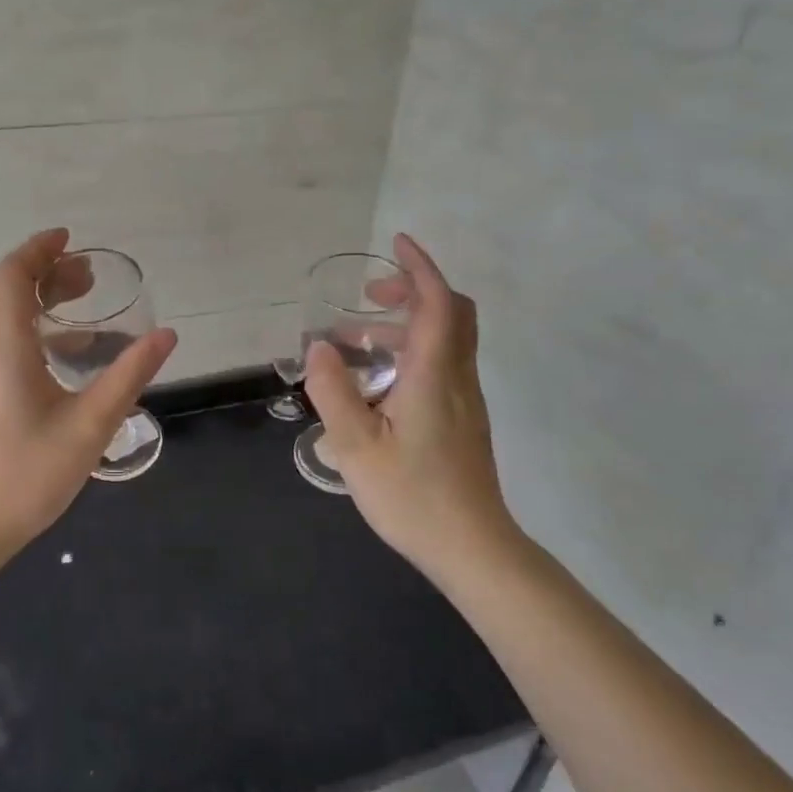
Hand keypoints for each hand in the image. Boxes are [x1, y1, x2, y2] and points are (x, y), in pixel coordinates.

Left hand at [0, 229, 176, 552]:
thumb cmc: (28, 474)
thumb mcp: (90, 424)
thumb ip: (129, 375)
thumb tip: (166, 335)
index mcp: (1, 344)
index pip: (11, 275)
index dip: (39, 250)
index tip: (70, 239)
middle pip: (6, 290)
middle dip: (45, 272)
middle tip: (90, 276)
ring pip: (0, 315)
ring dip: (37, 300)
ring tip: (83, 304)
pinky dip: (29, 327)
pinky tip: (64, 353)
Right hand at [304, 233, 522, 578]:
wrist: (472, 548)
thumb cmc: (413, 495)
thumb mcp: (356, 445)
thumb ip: (334, 391)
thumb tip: (320, 348)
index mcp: (433, 375)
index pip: (437, 303)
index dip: (420, 267)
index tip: (397, 243)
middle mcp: (456, 378)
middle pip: (451, 313)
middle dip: (414, 290)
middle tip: (369, 296)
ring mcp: (465, 401)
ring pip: (446, 341)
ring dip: (406, 325)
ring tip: (355, 341)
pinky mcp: (463, 421)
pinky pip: (442, 366)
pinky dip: (412, 351)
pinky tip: (376, 383)